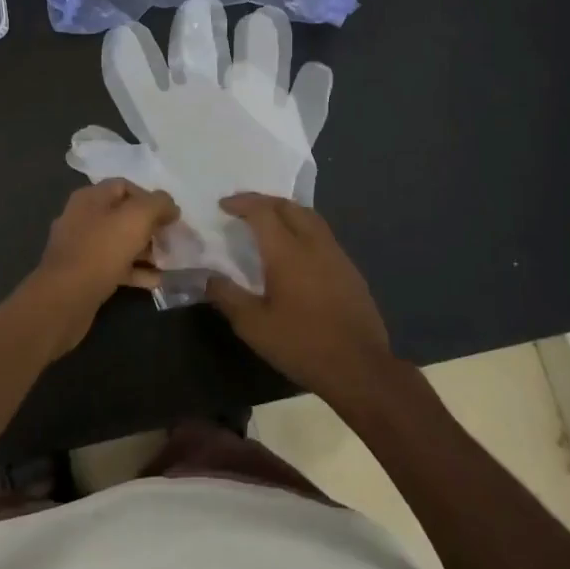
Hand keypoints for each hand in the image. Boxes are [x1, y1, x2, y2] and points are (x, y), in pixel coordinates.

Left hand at [22, 179, 178, 357]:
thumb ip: (158, 204)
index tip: (170, 215)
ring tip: (168, 261)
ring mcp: (81, 247)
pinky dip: (135, 271)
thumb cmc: (101, 250)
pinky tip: (155, 281)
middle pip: (123, 215)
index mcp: (91, 198)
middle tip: (171, 240)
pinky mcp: (83, 274)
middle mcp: (82, 217)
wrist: (65, 298)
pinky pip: (114, 266)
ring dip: (146, 250)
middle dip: (150, 226)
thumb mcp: (137, 218)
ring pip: (120, 242)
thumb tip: (170, 205)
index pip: (125, 186)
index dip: (150, 198)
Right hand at [205, 193, 397, 404]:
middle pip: (288, 206)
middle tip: (244, 208)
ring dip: (286, 211)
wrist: (359, 367)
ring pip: (310, 216)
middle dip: (263, 201)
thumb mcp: (254, 327)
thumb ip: (229, 297)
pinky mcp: (350, 269)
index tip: (223, 205)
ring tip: (269, 223)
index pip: (262, 211)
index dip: (241, 202)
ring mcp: (336, 254)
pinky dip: (303, 228)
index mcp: (287, 252)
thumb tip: (209, 277)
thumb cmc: (302, 344)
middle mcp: (314, 243)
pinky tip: (296, 250)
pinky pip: (323, 235)